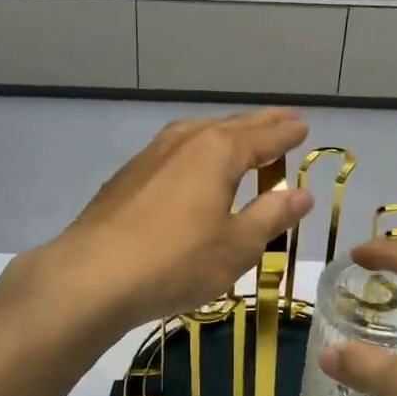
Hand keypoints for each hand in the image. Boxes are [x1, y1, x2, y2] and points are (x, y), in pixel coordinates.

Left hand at [11, 109, 315, 332]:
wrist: (93, 276)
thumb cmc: (176, 262)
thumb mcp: (236, 246)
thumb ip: (271, 216)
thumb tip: (303, 193)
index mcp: (218, 151)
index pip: (263, 137)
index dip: (286, 134)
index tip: (304, 127)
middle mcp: (185, 141)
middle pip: (231, 127)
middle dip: (260, 124)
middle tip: (284, 119)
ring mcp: (151, 155)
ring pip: (198, 133)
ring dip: (225, 133)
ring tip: (241, 136)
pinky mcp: (128, 175)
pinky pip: (175, 149)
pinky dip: (196, 149)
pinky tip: (192, 164)